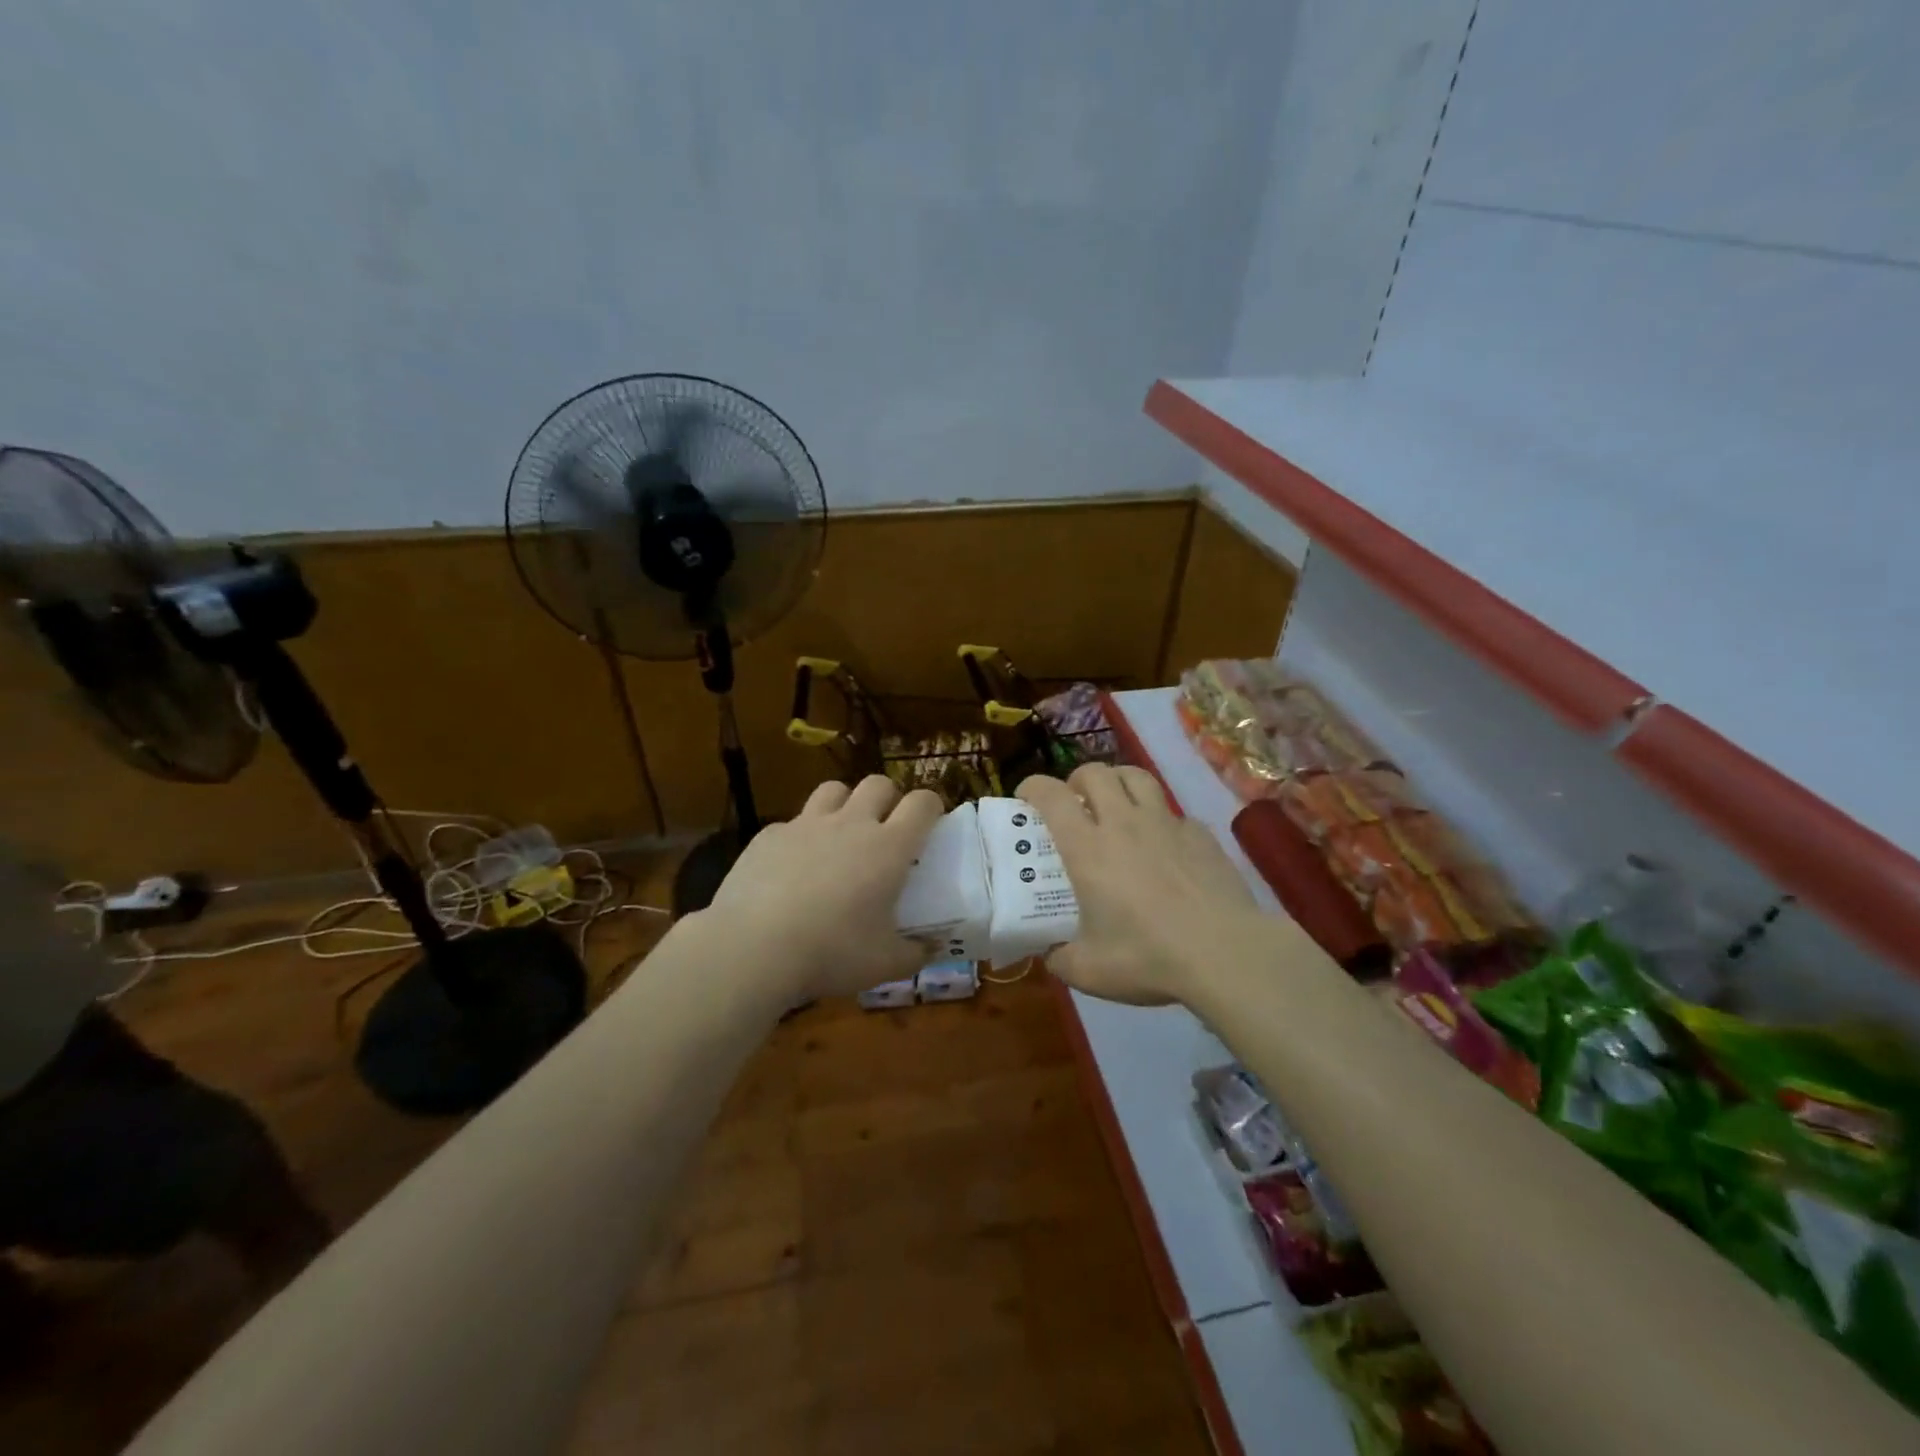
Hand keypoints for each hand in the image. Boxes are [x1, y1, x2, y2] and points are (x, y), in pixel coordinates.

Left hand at [704, 775, 943, 1000]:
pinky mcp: (769, 835)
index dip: (931, 806)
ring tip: (840, 833)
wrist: (753, 948)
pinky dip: (800, 836)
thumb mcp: (885, 964)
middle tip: (886, 828)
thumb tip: (932, 948)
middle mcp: (851, 824)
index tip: (931, 822)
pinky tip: (792, 867)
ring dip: (844, 804)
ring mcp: (806, 824)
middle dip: (888, 798)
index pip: (922, 803)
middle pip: (878, 784)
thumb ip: (915, 953)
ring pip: (833, 789)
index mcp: (889, 848)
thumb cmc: (832, 952)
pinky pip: (792, 822)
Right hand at [1019, 764, 1267, 1005]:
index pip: (1051, 795)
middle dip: (1077, 779)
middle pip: (1095, 772)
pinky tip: (1165, 847)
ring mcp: (1166, 824)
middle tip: (1075, 803)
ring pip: (1137, 777)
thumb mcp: (1089, 971)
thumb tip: (1052, 956)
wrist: (1224, 953)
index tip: (1026, 798)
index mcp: (1087, 848)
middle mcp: (1123, 823)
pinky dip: (1161, 820)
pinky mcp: (1201, 835)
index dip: (1033, 787)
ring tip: (1116, 804)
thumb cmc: (1147, 957)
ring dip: (1119, 782)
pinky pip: (1174, 813)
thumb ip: (1061, 959)